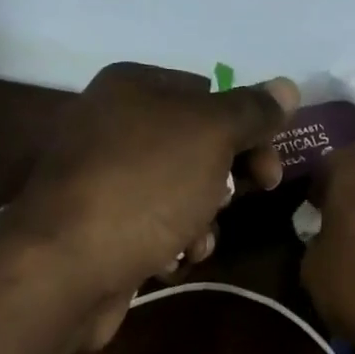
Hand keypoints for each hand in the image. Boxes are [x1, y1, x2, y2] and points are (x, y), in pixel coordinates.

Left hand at [0, 63, 298, 344]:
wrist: (66, 266)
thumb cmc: (144, 187)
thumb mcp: (209, 136)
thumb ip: (251, 111)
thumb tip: (288, 87)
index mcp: (133, 88)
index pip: (210, 96)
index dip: (248, 132)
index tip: (270, 172)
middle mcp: (113, 127)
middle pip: (195, 149)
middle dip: (223, 184)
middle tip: (232, 205)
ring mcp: (103, 181)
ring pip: (178, 195)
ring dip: (199, 223)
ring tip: (192, 243)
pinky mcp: (100, 229)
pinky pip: (152, 230)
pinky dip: (168, 246)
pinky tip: (166, 263)